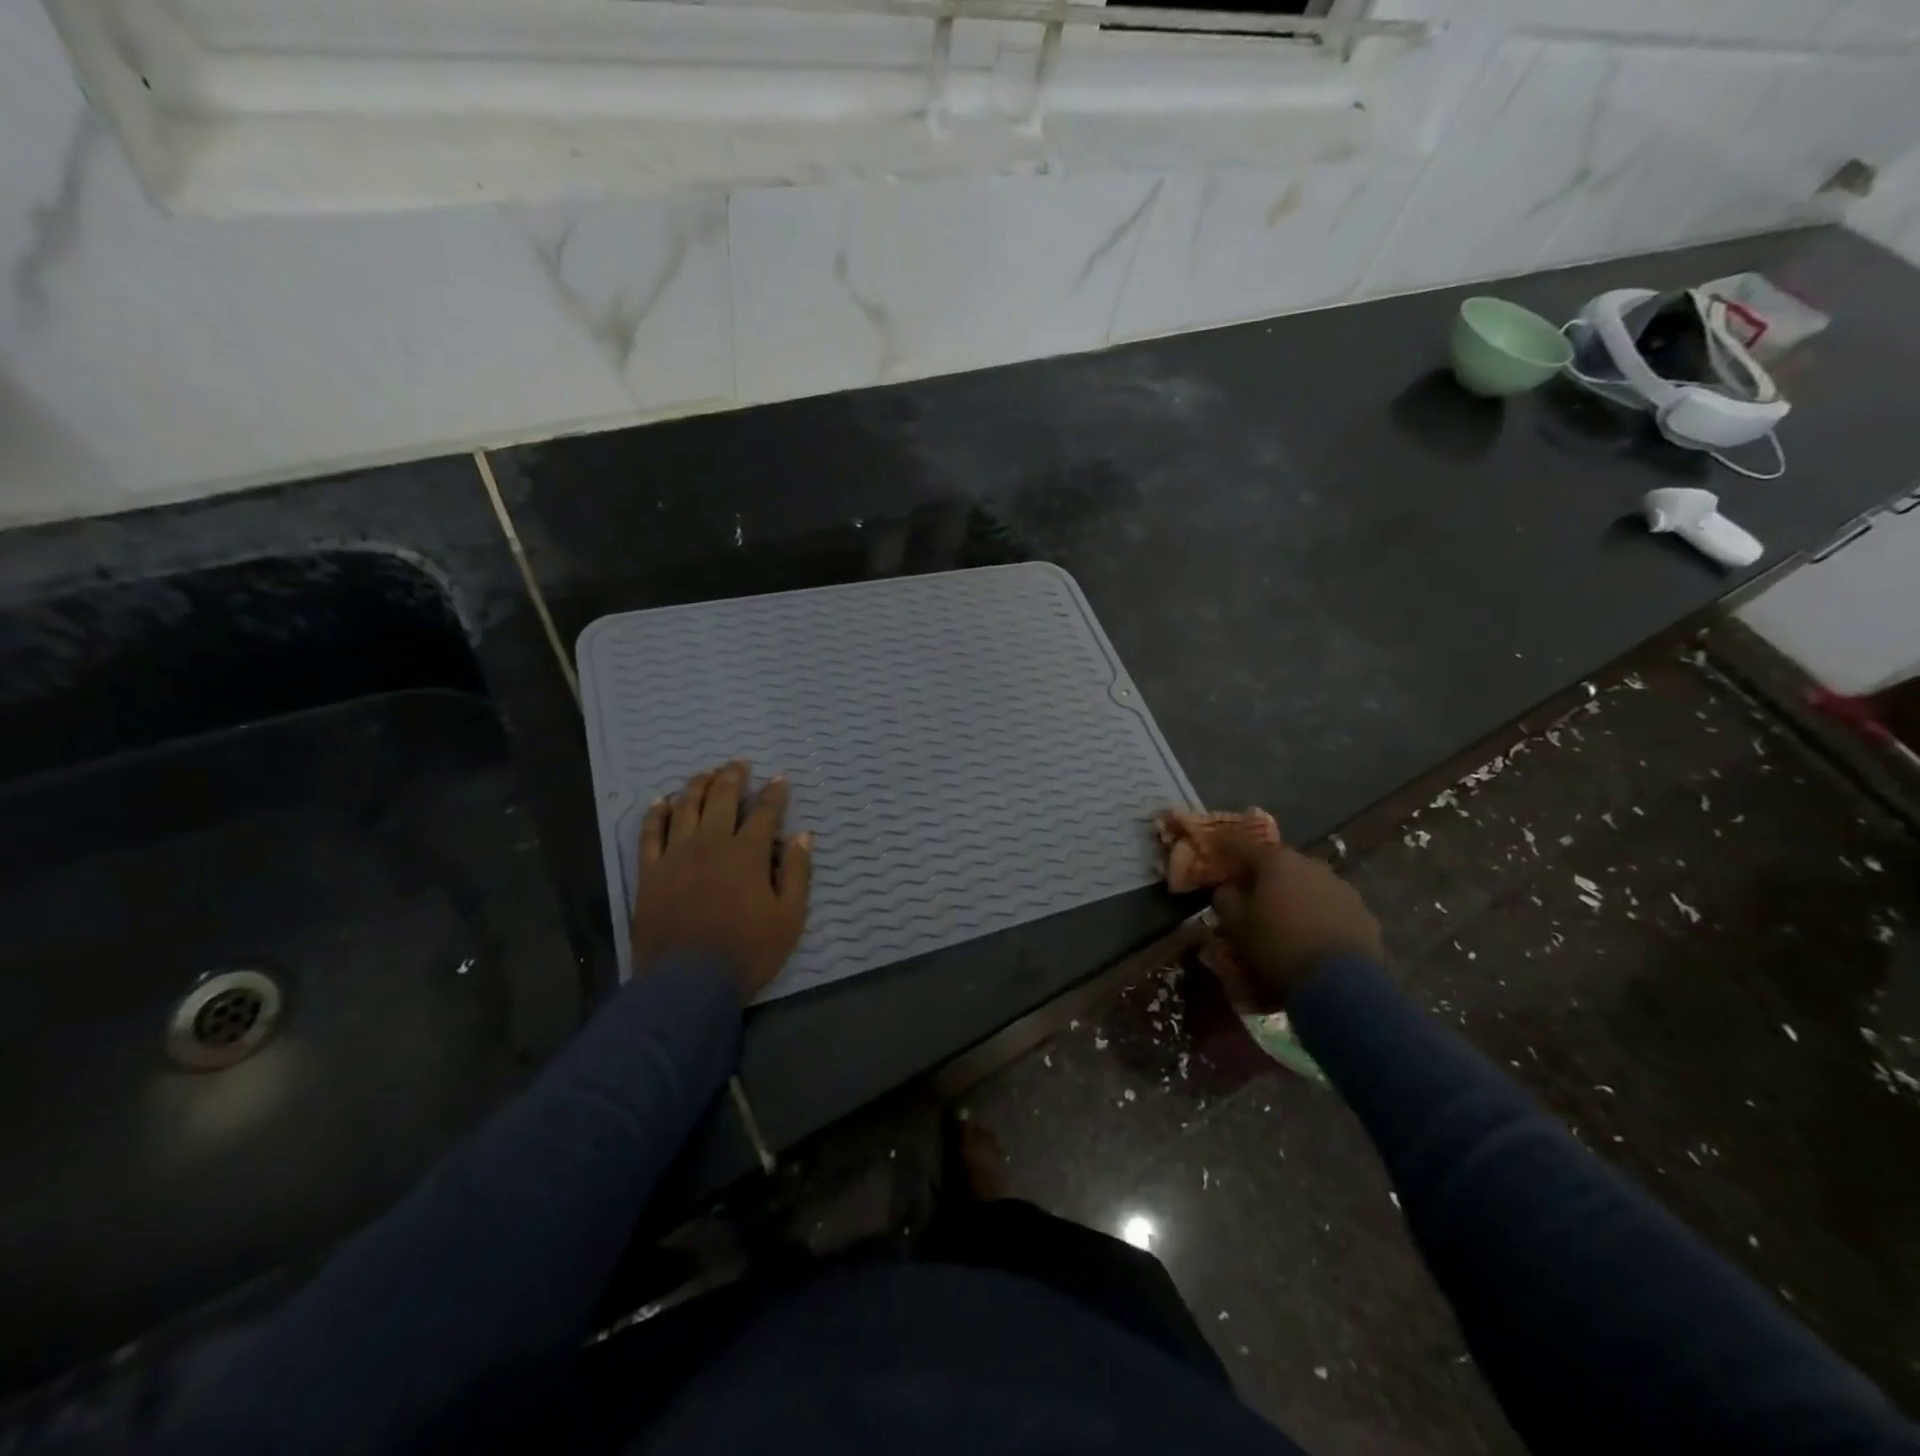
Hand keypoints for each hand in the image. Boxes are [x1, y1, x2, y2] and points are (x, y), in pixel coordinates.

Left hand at [630, 761, 812, 1000]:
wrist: (688, 984)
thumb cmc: (747, 952)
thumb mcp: (789, 917)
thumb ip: (797, 873)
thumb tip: (802, 836)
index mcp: (748, 854)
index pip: (765, 813)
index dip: (775, 794)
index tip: (780, 779)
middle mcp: (711, 844)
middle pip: (722, 799)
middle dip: (733, 777)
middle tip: (739, 763)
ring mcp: (676, 856)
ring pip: (686, 808)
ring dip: (697, 786)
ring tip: (706, 773)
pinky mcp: (650, 872)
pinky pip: (650, 833)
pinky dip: (656, 813)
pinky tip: (662, 801)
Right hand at [1208, 833, 1380, 1011]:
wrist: (1341, 986)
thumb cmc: (1277, 947)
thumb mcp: (1236, 926)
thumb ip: (1225, 899)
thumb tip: (1228, 888)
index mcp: (1276, 861)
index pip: (1241, 845)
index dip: (1224, 846)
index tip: (1213, 847)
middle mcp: (1311, 864)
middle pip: (1278, 863)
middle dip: (1262, 874)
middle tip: (1248, 890)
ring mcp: (1341, 887)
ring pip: (1307, 884)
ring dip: (1293, 894)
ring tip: (1283, 916)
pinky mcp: (1363, 913)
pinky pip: (1330, 906)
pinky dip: (1317, 913)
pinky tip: (1310, 934)